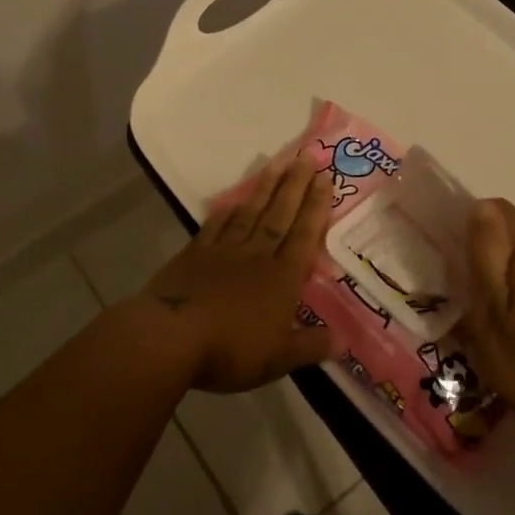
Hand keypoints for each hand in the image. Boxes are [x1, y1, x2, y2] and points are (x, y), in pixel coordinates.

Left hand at [138, 154, 332, 392]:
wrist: (171, 337)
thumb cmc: (231, 350)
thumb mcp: (279, 359)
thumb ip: (310, 346)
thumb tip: (343, 341)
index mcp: (281, 279)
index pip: (304, 236)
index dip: (316, 207)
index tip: (325, 178)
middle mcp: (256, 256)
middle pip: (280, 215)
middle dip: (295, 186)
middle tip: (307, 156)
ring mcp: (223, 251)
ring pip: (250, 213)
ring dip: (265, 188)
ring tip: (278, 163)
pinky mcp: (194, 255)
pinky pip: (215, 226)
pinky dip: (226, 212)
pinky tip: (232, 200)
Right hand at [459, 199, 514, 429]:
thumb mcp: (487, 306)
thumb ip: (484, 251)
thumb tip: (479, 206)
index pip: (496, 210)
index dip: (471, 228)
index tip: (457, 260)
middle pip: (511, 227)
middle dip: (488, 249)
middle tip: (471, 289)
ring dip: (503, 264)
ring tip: (490, 303)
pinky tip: (512, 308)